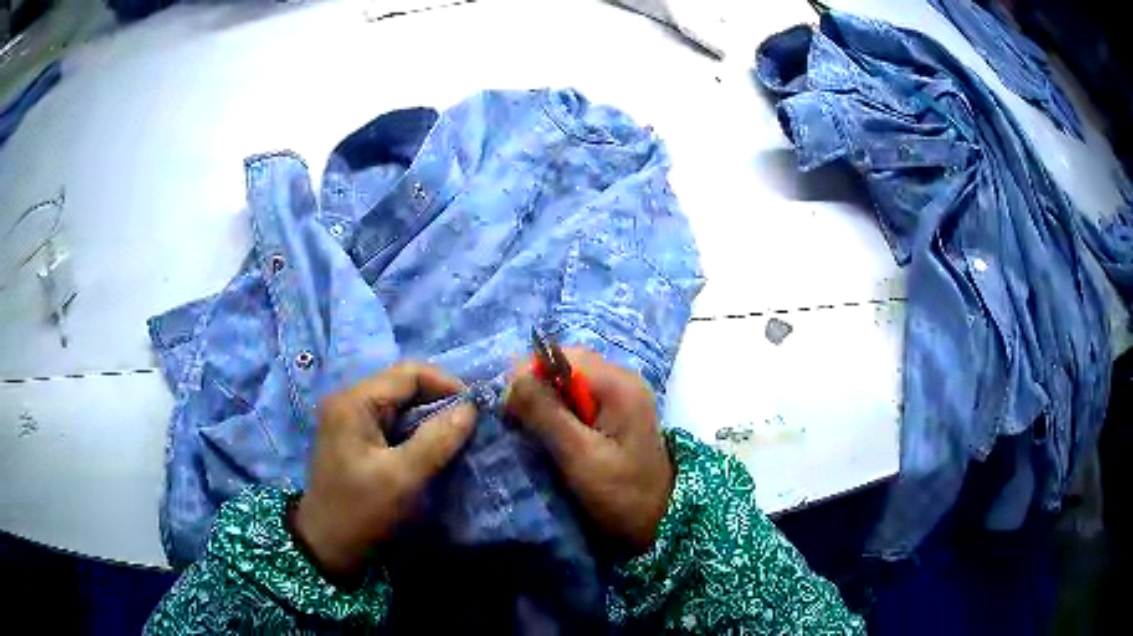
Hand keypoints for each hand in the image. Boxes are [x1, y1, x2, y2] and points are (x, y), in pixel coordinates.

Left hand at [293, 363, 475, 580]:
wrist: (327, 548)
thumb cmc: (362, 512)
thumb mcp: (403, 478)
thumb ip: (438, 440)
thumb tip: (471, 409)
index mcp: (355, 401)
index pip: (409, 373)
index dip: (447, 385)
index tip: (477, 411)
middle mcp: (350, 401)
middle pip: (404, 386)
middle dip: (440, 403)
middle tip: (471, 427)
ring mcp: (350, 420)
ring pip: (401, 406)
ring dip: (431, 420)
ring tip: (458, 439)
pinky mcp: (356, 439)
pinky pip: (393, 424)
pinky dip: (417, 433)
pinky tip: (434, 451)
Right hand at [506, 349, 673, 553]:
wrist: (659, 521)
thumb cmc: (621, 492)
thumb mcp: (579, 455)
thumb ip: (545, 413)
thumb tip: (512, 372)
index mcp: (618, 384)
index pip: (561, 356)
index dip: (531, 376)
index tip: (512, 410)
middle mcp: (622, 379)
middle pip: (565, 366)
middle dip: (537, 390)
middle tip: (521, 425)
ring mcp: (622, 394)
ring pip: (569, 382)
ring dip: (547, 403)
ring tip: (535, 434)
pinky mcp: (617, 411)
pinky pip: (580, 398)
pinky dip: (561, 413)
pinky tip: (554, 437)